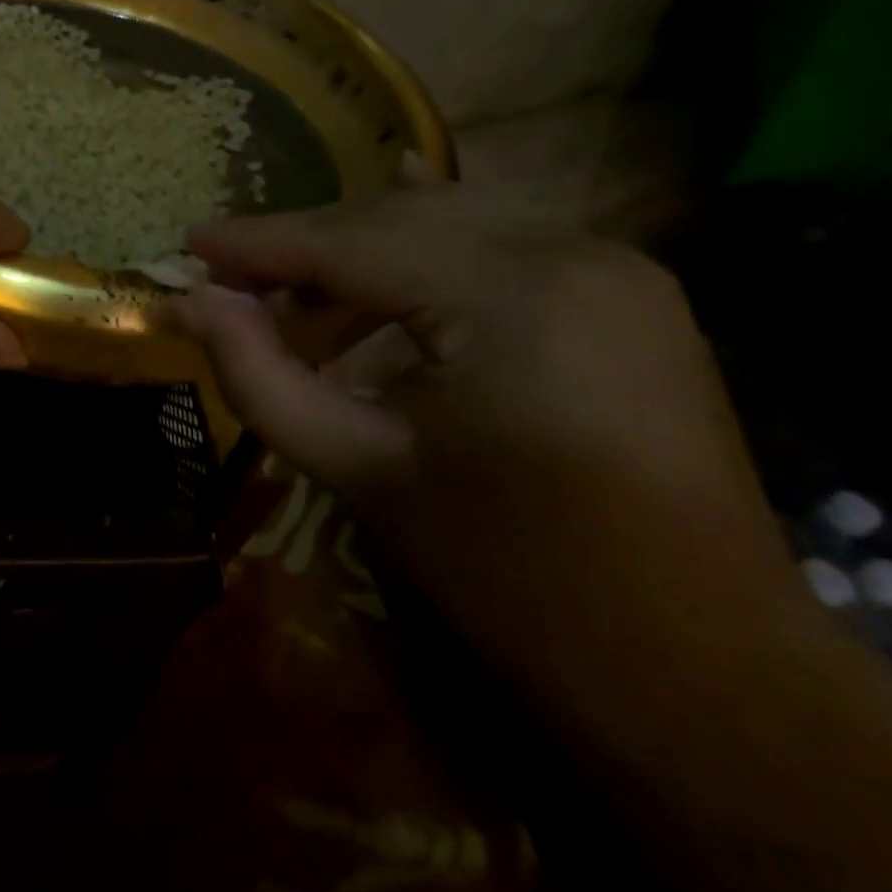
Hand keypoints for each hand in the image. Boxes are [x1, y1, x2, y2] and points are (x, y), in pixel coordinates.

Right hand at [172, 186, 814, 679]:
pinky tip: (386, 246)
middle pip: (399, 219)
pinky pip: (501, 247)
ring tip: (293, 297)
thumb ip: (261, 376)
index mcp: (514, 294)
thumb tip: (192, 304)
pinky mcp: (627, 294)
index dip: (260, 241)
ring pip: (449, 225)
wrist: (700, 671)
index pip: (353, 242)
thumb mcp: (362, 469)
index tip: (190, 241)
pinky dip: (428, 255)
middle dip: (306, 243)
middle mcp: (573, 250)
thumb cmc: (514, 578)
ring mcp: (614, 266)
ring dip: (361, 253)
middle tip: (230, 275)